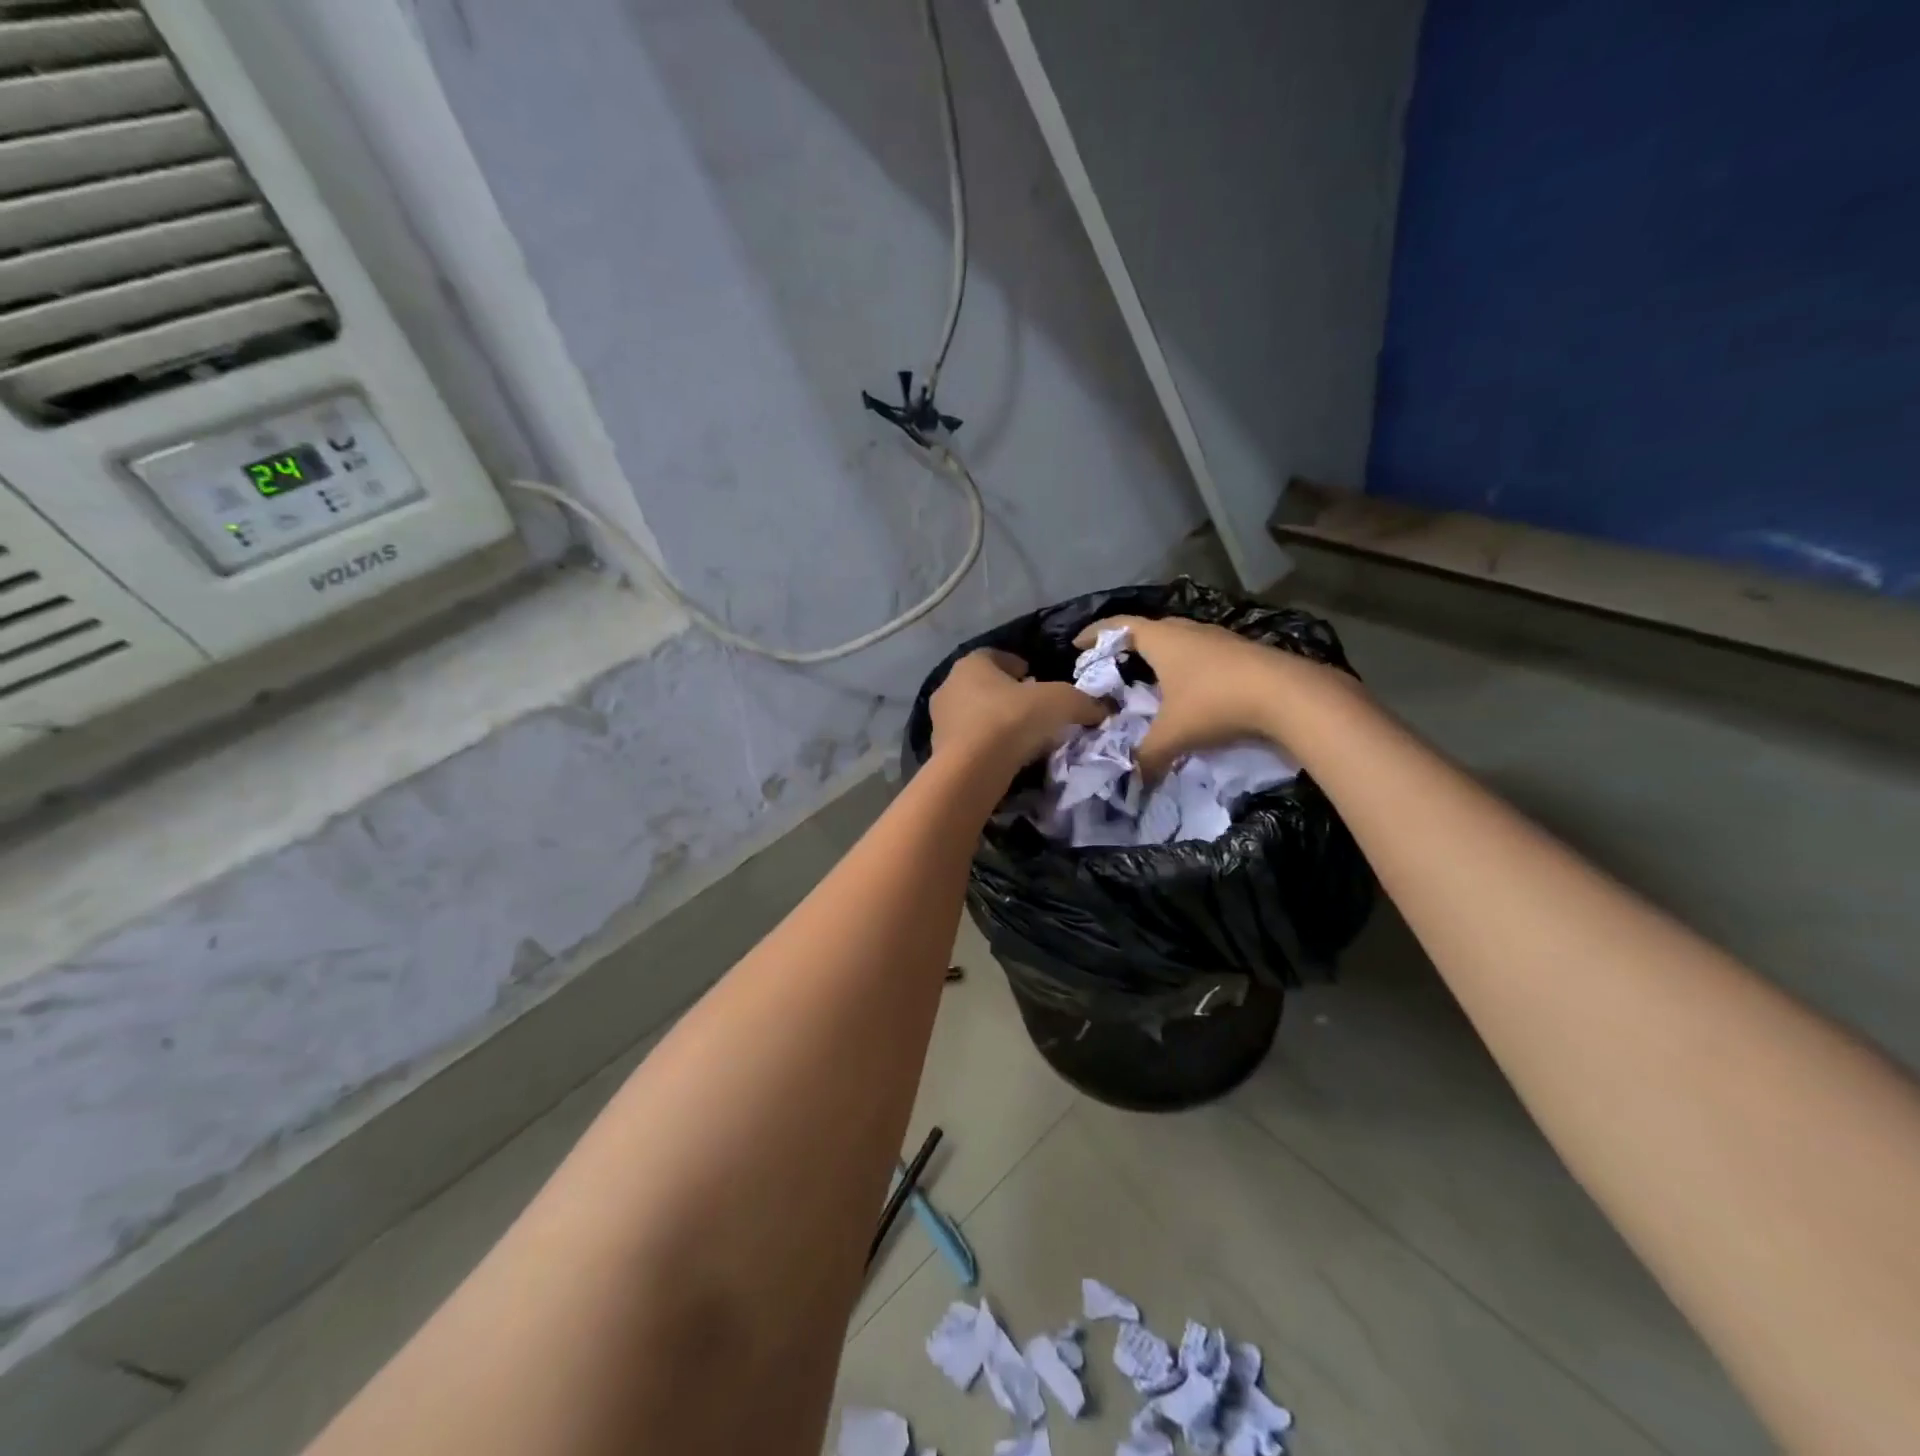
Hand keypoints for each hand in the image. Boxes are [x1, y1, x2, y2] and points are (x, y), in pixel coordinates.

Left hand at [930, 649, 1105, 770]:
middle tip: (1032, 707)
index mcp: (971, 664)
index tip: (1035, 677)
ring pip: (974, 714)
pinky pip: (969, 741)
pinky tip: (1007, 756)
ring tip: (1022, 735)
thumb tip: (1103, 709)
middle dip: (1007, 694)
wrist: (971, 769)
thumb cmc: (1012, 720)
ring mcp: (939, 721)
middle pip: (983, 685)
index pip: (995, 656)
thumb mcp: (1060, 702)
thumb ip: (1082, 702)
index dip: (1017, 665)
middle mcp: (949, 687)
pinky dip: (986, 745)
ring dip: (995, 721)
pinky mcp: (940, 751)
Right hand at [1074, 615, 1350, 778]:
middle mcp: (1188, 631)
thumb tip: (1132, 781)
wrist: (1290, 696)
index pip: (1119, 626)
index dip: (1095, 633)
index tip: (1077, 644)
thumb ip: (1146, 756)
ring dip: (1161, 655)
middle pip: (1149, 629)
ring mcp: (1219, 638)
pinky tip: (1190, 689)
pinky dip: (1186, 665)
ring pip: (1179, 640)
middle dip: (1127, 644)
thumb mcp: (1173, 735)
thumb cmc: (1217, 703)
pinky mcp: (1242, 652)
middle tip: (1112, 665)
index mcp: (1163, 640)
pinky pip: (1202, 652)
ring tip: (1150, 678)